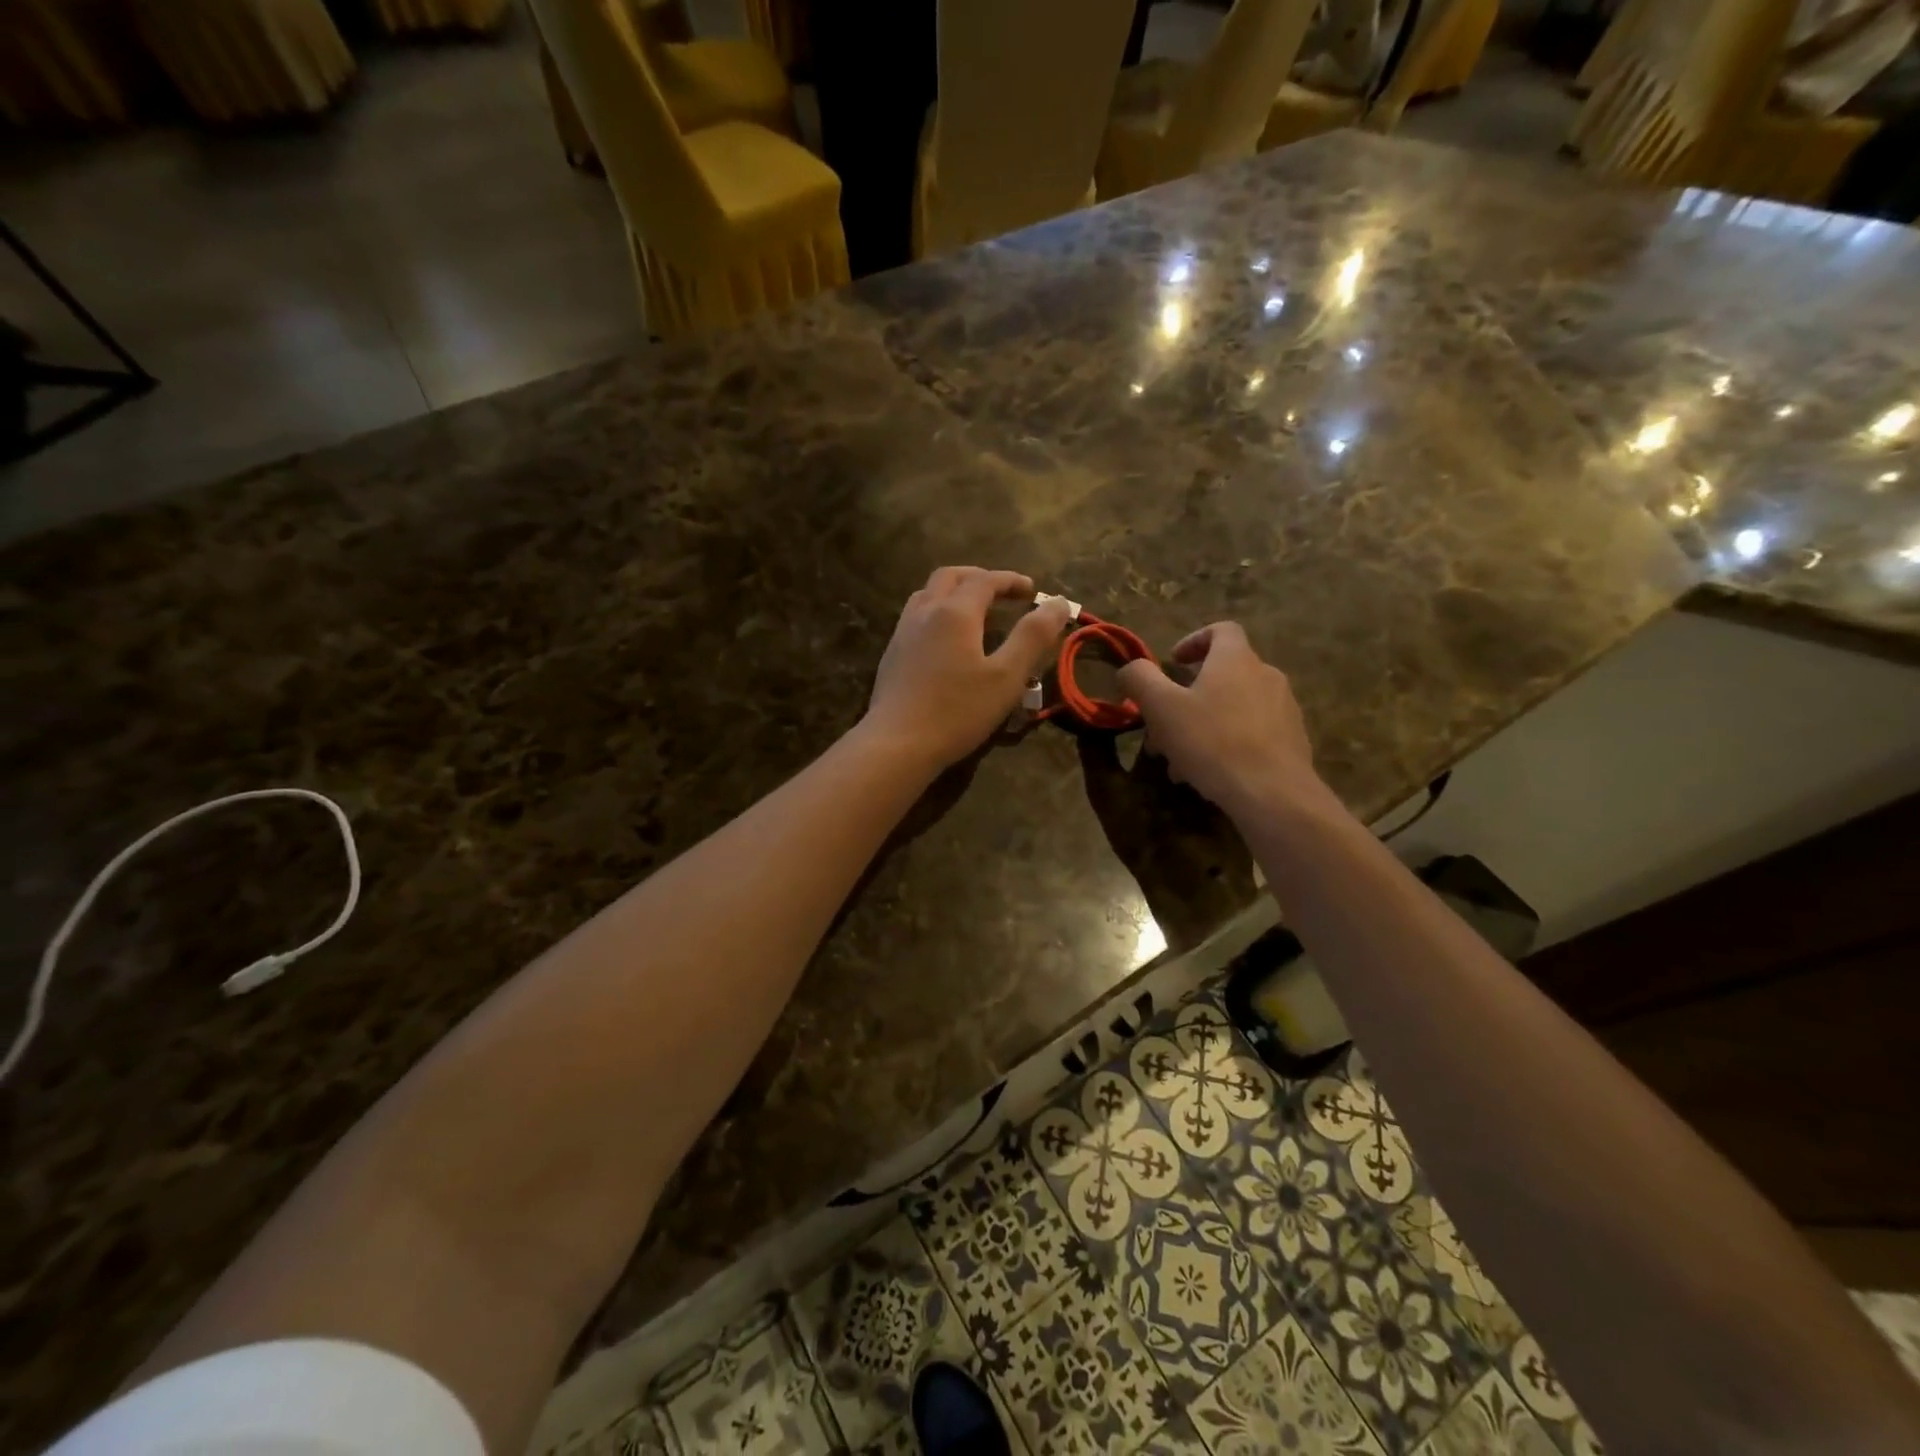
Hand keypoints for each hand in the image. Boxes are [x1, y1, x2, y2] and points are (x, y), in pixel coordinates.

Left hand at [863, 567, 1072, 771]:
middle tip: (1003, 594)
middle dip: (980, 578)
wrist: (897, 743)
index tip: (1032, 591)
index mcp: (955, 612)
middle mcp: (924, 612)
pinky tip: (947, 641)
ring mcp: (902, 633)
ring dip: (954, 592)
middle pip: (950, 577)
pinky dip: (938, 613)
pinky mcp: (892, 655)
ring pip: (928, 594)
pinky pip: (916, 617)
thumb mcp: (1007, 676)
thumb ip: (1033, 636)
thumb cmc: (957, 711)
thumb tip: (1058, 603)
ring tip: (976, 612)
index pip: (985, 580)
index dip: (1011, 581)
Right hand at [1116, 622, 1326, 820]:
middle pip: (1223, 674)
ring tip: (1181, 759)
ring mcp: (1284, 708)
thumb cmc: (1212, 741)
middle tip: (1164, 724)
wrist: (1272, 792)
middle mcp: (1266, 675)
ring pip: (1234, 708)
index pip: (1221, 630)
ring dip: (1204, 724)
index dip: (1194, 641)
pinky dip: (1227, 743)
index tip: (1174, 663)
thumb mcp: (1161, 707)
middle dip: (1189, 696)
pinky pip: (1252, 733)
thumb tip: (1130, 669)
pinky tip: (1209, 773)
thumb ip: (1140, 679)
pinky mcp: (1292, 740)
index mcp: (1236, 659)